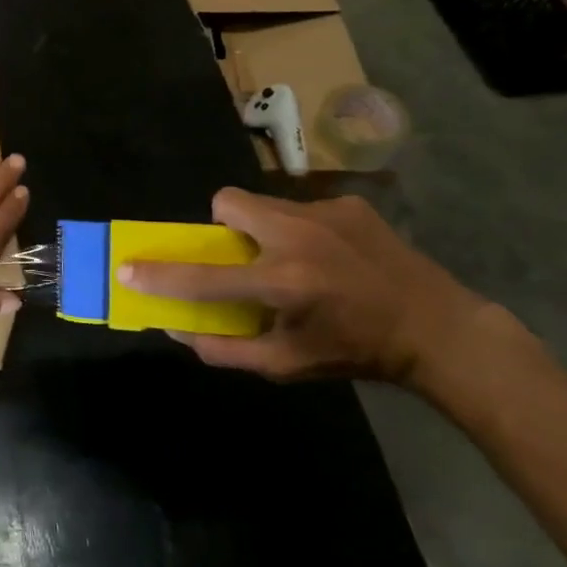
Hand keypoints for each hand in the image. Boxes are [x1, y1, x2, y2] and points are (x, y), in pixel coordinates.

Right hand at [118, 188, 495, 390]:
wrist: (438, 329)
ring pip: (263, 203)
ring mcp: (326, 213)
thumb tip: (178, 330)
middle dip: (221, 225)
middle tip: (240, 255)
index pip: (204, 277)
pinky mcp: (348, 204)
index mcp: (284, 283)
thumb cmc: (356, 351)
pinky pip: (300, 207)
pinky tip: (330, 255)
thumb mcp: (288, 364)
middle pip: (228, 202)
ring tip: (291, 258)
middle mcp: (299, 238)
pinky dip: (299, 228)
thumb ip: (227, 350)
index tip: (128, 268)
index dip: (160, 275)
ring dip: (261, 227)